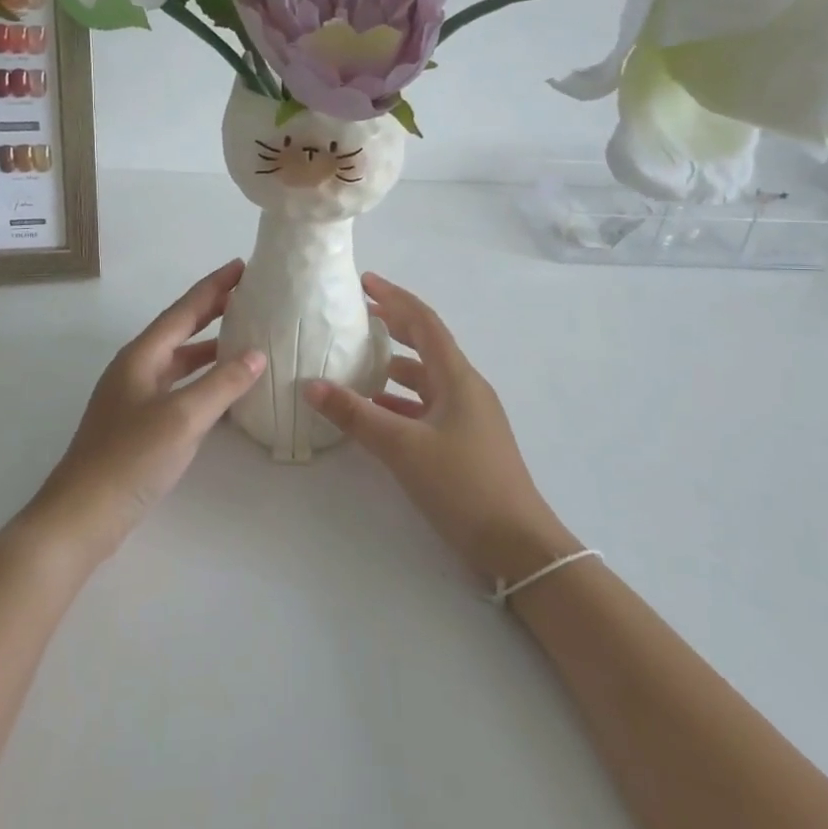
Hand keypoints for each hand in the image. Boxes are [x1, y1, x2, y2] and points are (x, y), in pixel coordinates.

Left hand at [25, 259, 265, 563]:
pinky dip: (203, 380)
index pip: (184, 310)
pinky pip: (178, 387)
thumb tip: (257, 354)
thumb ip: (221, 384)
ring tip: (245, 336)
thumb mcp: (182, 418)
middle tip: (248, 293)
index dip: (214, 287)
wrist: (82, 515)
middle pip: (180, 329)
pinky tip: (224, 390)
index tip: (242, 266)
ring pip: (179, 360)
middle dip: (213, 309)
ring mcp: (135, 397)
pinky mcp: (139, 424)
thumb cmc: (130, 459)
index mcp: (141, 356)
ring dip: (210, 346)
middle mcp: (136, 368)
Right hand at [305, 274, 575, 586]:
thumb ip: (355, 415)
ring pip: (425, 379)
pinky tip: (374, 411)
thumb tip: (311, 385)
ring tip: (356, 361)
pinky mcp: (464, 442)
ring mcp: (467, 416)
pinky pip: (426, 407)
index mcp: (457, 377)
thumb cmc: (463, 484)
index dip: (395, 298)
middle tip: (358, 314)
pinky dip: (400, 401)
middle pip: (426, 345)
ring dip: (394, 366)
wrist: (516, 545)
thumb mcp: (403, 447)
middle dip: (394, 325)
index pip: (424, 323)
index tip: (364, 282)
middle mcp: (465, 388)